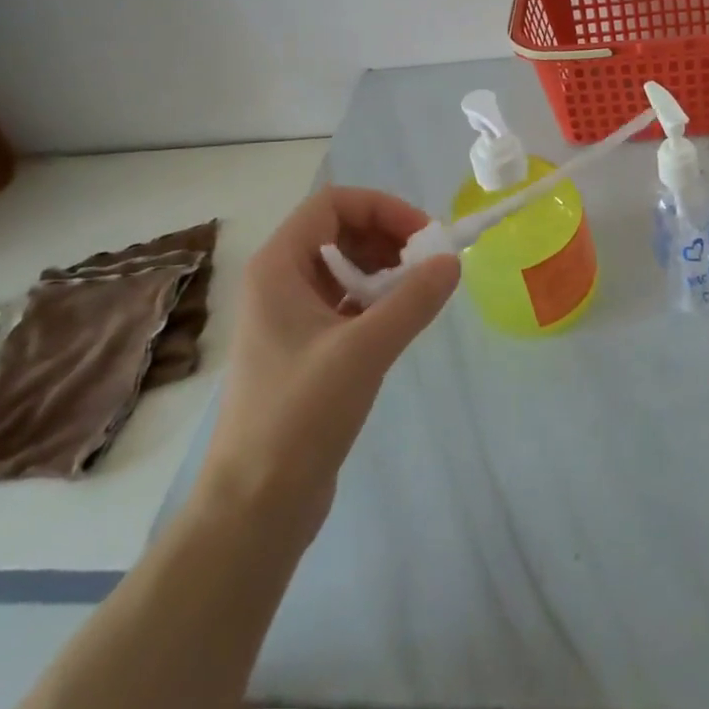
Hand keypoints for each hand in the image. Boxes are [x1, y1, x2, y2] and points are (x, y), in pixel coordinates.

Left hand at [197, 187, 458, 526]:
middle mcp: (279, 282)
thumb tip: (452, 261)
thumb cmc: (299, 416)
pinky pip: (345, 301)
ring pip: (344, 266)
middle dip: (387, 236)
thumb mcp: (364, 350)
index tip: (423, 237)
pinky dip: (376, 299)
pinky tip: (401, 320)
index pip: (332, 204)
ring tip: (418, 291)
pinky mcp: (304, 348)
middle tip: (427, 263)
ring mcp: (289, 316)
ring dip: (384, 268)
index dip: (382, 208)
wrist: (256, 505)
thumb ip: (413, 300)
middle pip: (339, 229)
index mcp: (278, 267)